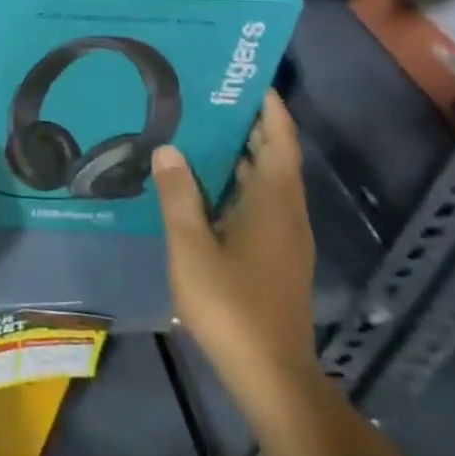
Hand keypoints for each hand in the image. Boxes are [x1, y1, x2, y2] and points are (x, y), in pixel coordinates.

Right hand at [152, 90, 318, 408]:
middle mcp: (286, 214)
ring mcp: (283, 238)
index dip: (270, 109)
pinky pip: (258, 203)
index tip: (248, 79)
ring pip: (265, 182)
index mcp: (273, 203)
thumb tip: (169, 149)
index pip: (279, 142)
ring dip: (240, 155)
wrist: (271, 375)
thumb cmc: (231, 306)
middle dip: (249, 125)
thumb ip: (178, 196)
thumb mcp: (191, 247)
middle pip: (274, 158)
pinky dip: (236, 183)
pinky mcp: (275, 257)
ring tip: (199, 131)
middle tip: (208, 97)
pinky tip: (202, 186)